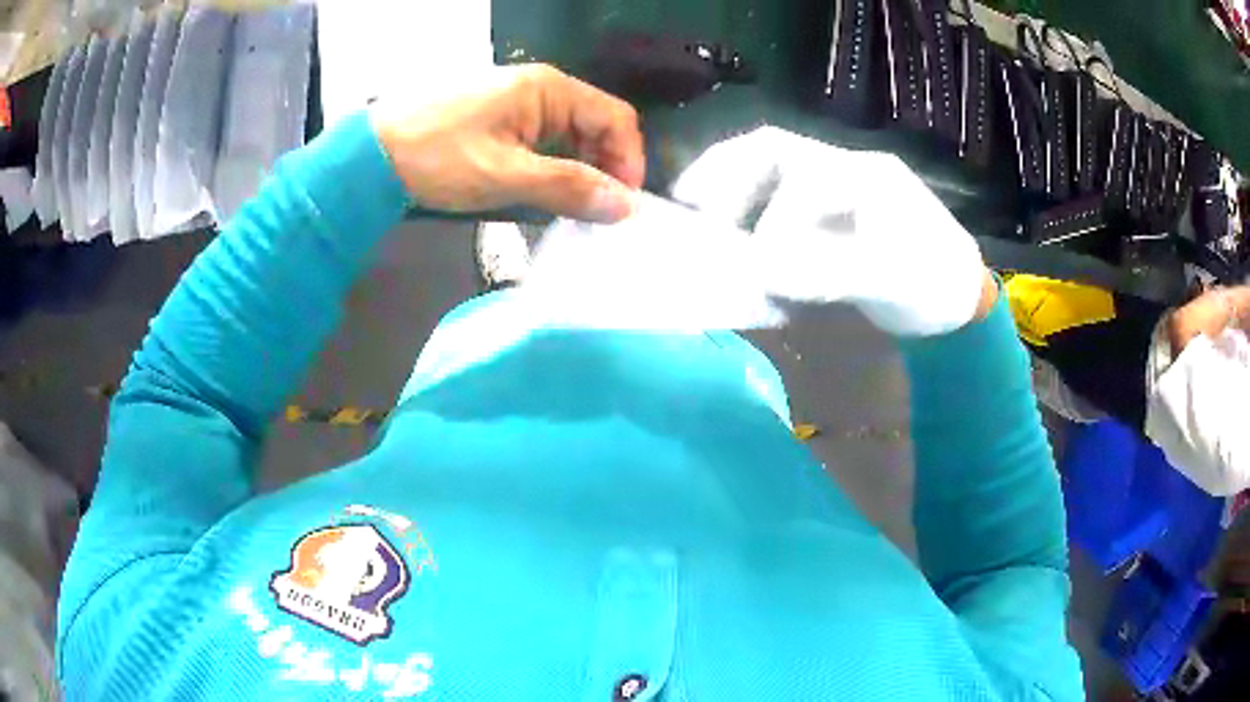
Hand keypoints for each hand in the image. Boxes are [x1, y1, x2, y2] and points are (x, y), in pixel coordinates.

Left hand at [371, 64, 644, 222]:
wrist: (370, 155)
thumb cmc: (437, 157)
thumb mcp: (506, 175)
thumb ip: (570, 187)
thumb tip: (627, 206)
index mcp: (548, 89)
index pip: (615, 118)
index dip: (628, 161)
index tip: (623, 205)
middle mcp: (539, 89)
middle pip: (595, 126)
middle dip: (604, 168)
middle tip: (598, 214)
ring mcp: (517, 103)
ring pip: (569, 136)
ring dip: (578, 171)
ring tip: (572, 210)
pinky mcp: (498, 120)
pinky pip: (542, 141)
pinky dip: (552, 168)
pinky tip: (544, 193)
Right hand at [671, 127, 987, 335]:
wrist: (957, 301)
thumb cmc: (934, 286)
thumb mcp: (893, 280)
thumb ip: (831, 269)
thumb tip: (761, 268)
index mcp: (865, 174)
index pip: (800, 175)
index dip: (770, 219)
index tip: (758, 267)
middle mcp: (844, 168)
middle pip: (771, 148)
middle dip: (724, 173)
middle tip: (687, 207)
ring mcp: (834, 187)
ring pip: (768, 166)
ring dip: (726, 184)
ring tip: (693, 213)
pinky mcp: (828, 213)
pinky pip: (775, 194)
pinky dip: (743, 206)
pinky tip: (728, 231)